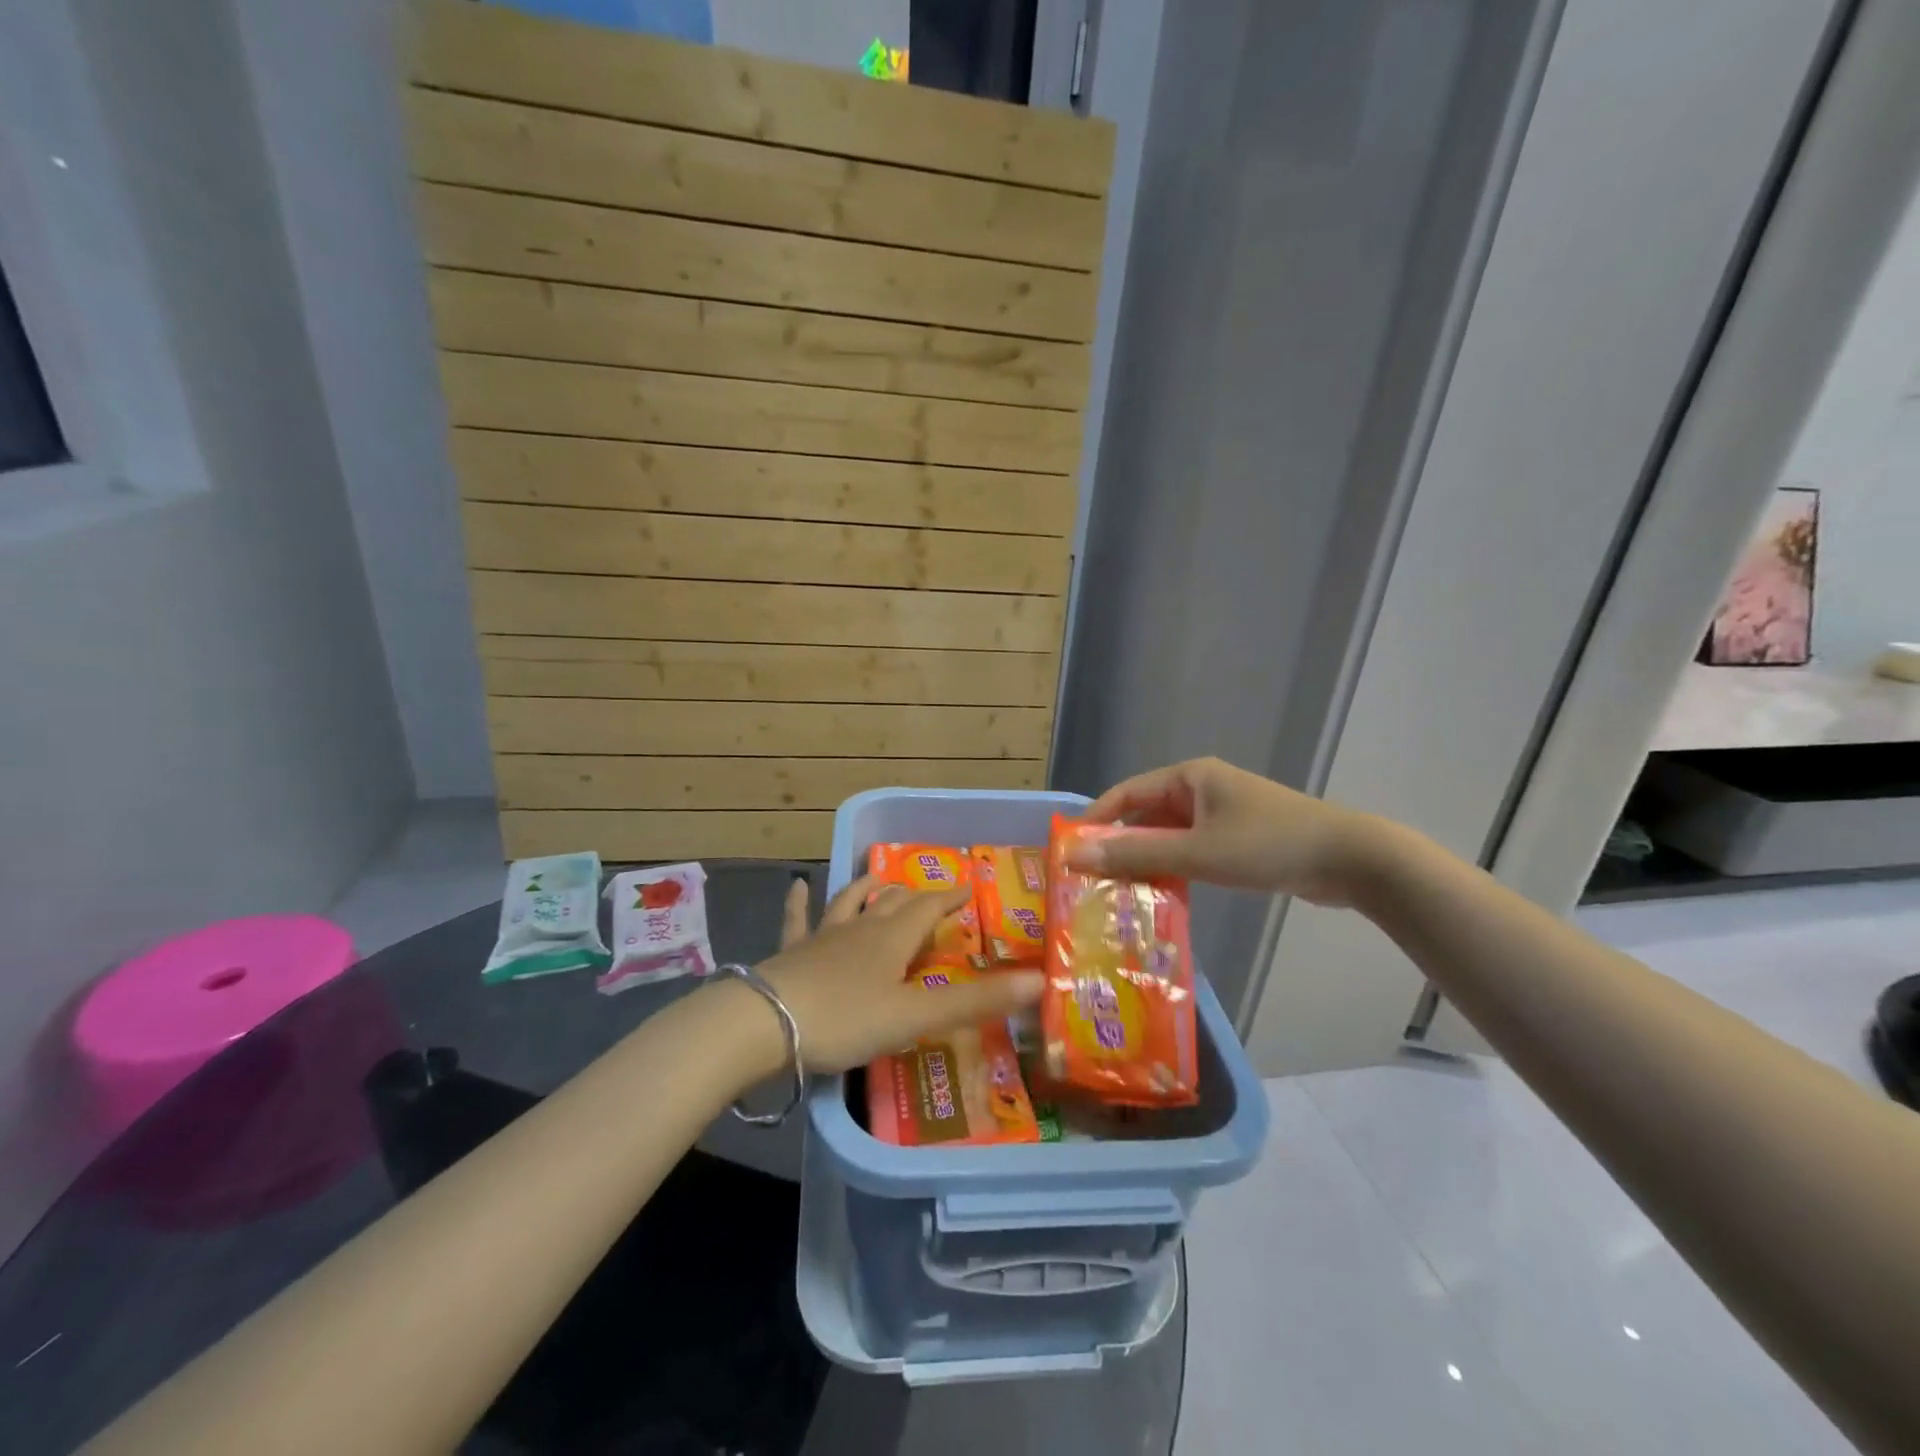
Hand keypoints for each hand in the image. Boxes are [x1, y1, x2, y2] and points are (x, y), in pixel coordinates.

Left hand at [752, 875, 1043, 1074]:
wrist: (766, 1023)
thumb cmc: (846, 1018)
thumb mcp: (915, 1016)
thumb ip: (975, 1002)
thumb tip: (1039, 980)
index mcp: (893, 939)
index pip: (929, 908)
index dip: (950, 898)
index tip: (967, 889)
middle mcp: (860, 928)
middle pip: (893, 903)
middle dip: (915, 896)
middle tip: (929, 894)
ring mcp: (823, 937)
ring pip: (850, 902)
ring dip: (868, 890)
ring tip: (880, 880)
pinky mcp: (792, 952)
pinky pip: (798, 919)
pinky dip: (800, 902)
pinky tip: (796, 885)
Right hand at [1071, 757, 1379, 906]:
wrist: (1351, 860)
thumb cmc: (1268, 845)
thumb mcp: (1197, 851)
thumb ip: (1136, 854)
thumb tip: (1075, 856)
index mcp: (1189, 777)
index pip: (1126, 793)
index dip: (1095, 820)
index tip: (1068, 851)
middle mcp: (1201, 790)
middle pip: (1145, 816)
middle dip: (1118, 847)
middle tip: (1089, 882)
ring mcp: (1221, 815)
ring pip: (1168, 837)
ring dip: (1145, 863)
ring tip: (1116, 896)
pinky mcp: (1238, 840)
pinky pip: (1191, 852)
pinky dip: (1173, 871)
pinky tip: (1158, 899)